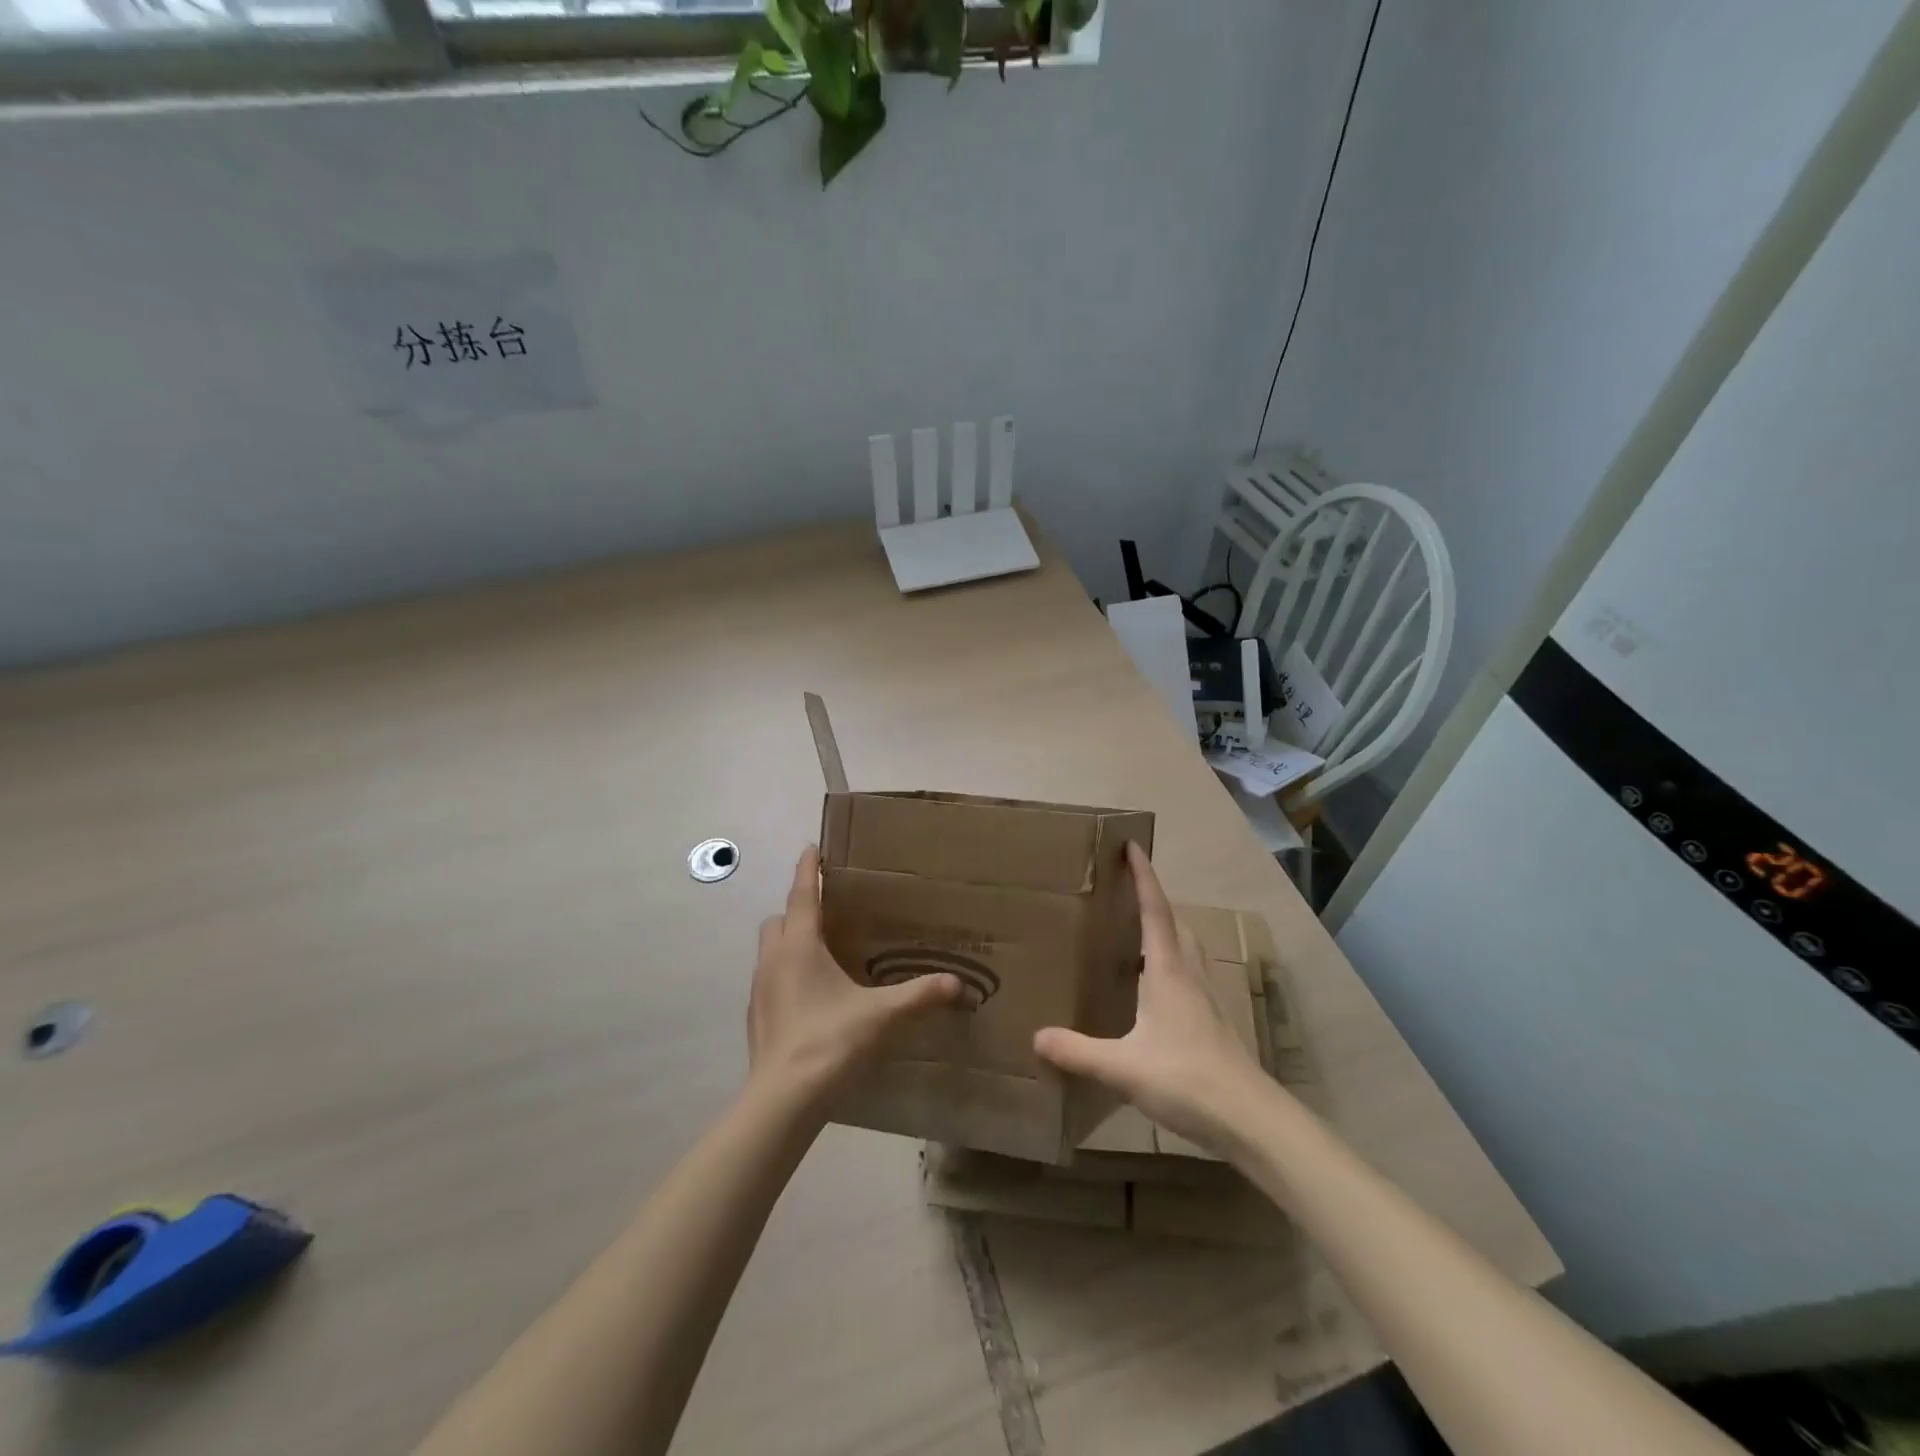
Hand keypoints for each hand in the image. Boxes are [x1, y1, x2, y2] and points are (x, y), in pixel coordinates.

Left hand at [748, 846, 962, 1106]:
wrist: (783, 1099)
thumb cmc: (830, 1042)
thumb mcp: (881, 1015)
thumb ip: (919, 996)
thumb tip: (956, 983)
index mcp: (800, 945)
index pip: (803, 894)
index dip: (809, 869)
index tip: (812, 847)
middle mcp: (774, 959)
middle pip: (780, 918)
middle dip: (799, 908)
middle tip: (828, 911)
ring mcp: (760, 988)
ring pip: (771, 948)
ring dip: (790, 941)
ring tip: (822, 952)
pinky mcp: (756, 1015)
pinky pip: (769, 978)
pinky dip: (786, 973)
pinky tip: (811, 995)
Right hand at [1033, 842, 1275, 1154]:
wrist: (1250, 1119)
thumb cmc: (1187, 1079)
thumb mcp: (1123, 1067)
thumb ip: (1078, 1051)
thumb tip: (1037, 1036)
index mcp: (1168, 971)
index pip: (1154, 910)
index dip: (1144, 876)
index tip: (1132, 845)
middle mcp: (1189, 975)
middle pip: (1173, 924)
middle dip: (1152, 901)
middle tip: (1124, 891)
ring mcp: (1205, 998)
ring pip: (1185, 950)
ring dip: (1164, 931)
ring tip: (1136, 935)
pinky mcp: (1212, 1021)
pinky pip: (1188, 975)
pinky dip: (1169, 964)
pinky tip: (1154, 990)